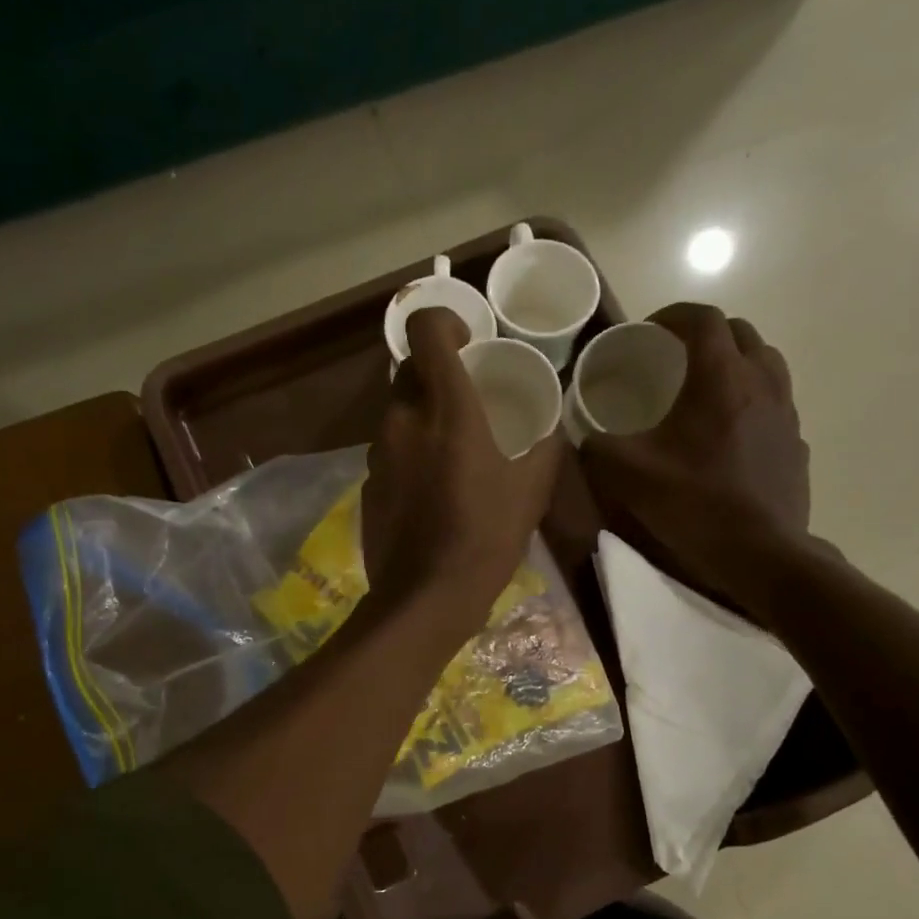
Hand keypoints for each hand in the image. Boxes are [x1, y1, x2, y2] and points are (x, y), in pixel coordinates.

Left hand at [362, 308, 561, 636]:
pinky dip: (408, 453)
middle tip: (465, 401)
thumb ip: (544, 444)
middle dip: (434, 375)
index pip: (425, 331)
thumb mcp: (532, 489)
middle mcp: (403, 420)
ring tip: (451, 452)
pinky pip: (389, 450)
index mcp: (446, 410)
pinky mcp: (367, 483)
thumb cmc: (486, 537)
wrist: (426, 597)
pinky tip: (430, 489)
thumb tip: (551, 423)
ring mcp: (378, 453)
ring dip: (421, 418)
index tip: (466, 342)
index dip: (442, 321)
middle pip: (408, 371)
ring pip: (396, 412)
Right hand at [580, 302, 813, 618]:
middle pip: (741, 333)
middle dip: (706, 334)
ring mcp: (786, 413)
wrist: (761, 554)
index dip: (674, 315)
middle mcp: (761, 383)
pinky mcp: (795, 443)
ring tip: (703, 388)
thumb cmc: (694, 505)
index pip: (705, 319)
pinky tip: (727, 431)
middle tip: (674, 356)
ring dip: (734, 362)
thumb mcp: (628, 476)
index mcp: (720, 379)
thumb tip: (584, 435)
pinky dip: (750, 398)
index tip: (649, 330)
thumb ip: (597, 446)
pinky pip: (774, 401)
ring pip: (765, 363)